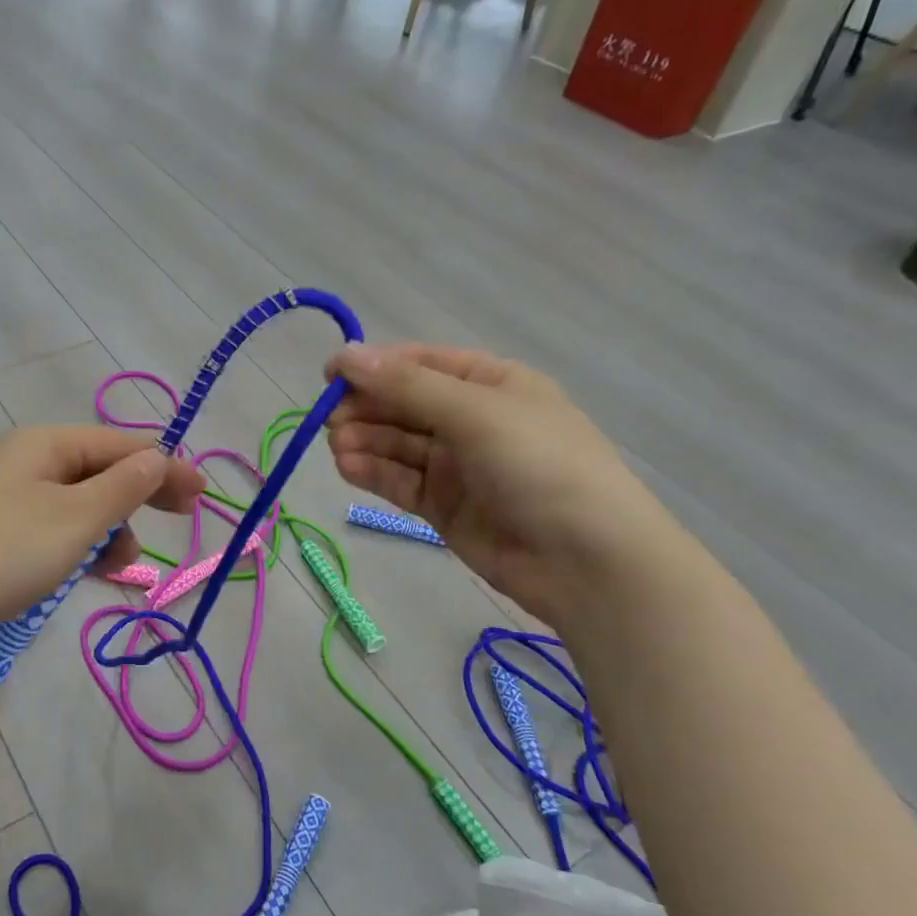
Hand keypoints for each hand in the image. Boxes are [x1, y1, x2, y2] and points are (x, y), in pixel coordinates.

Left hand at [0, 426, 205, 666]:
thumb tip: (158, 457)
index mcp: (43, 445)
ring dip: (107, 529)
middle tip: (181, 521)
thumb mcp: (75, 519)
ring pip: (74, 505)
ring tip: (120, 566)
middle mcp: (22, 462)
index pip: (120, 445)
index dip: (165, 466)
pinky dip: (75, 547)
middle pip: (97, 470)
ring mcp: (1, 499)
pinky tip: (86, 573)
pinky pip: (49, 531)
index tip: (202, 495)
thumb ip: (122, 487)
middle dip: (138, 496)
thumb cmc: (1, 553)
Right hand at [325, 344, 685, 625]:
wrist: (587, 561)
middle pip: (404, 404)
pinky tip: (348, 468)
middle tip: (331, 420)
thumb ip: (407, 386)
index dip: (374, 366)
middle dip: (366, 408)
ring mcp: (457, 466)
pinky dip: (373, 473)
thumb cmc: (540, 466)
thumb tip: (346, 355)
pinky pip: (401, 481)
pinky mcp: (444, 507)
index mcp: (491, 383)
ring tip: (337, 447)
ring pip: (397, 444)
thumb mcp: (475, 413)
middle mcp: (472, 420)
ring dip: (364, 441)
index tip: (329, 376)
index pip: (421, 364)